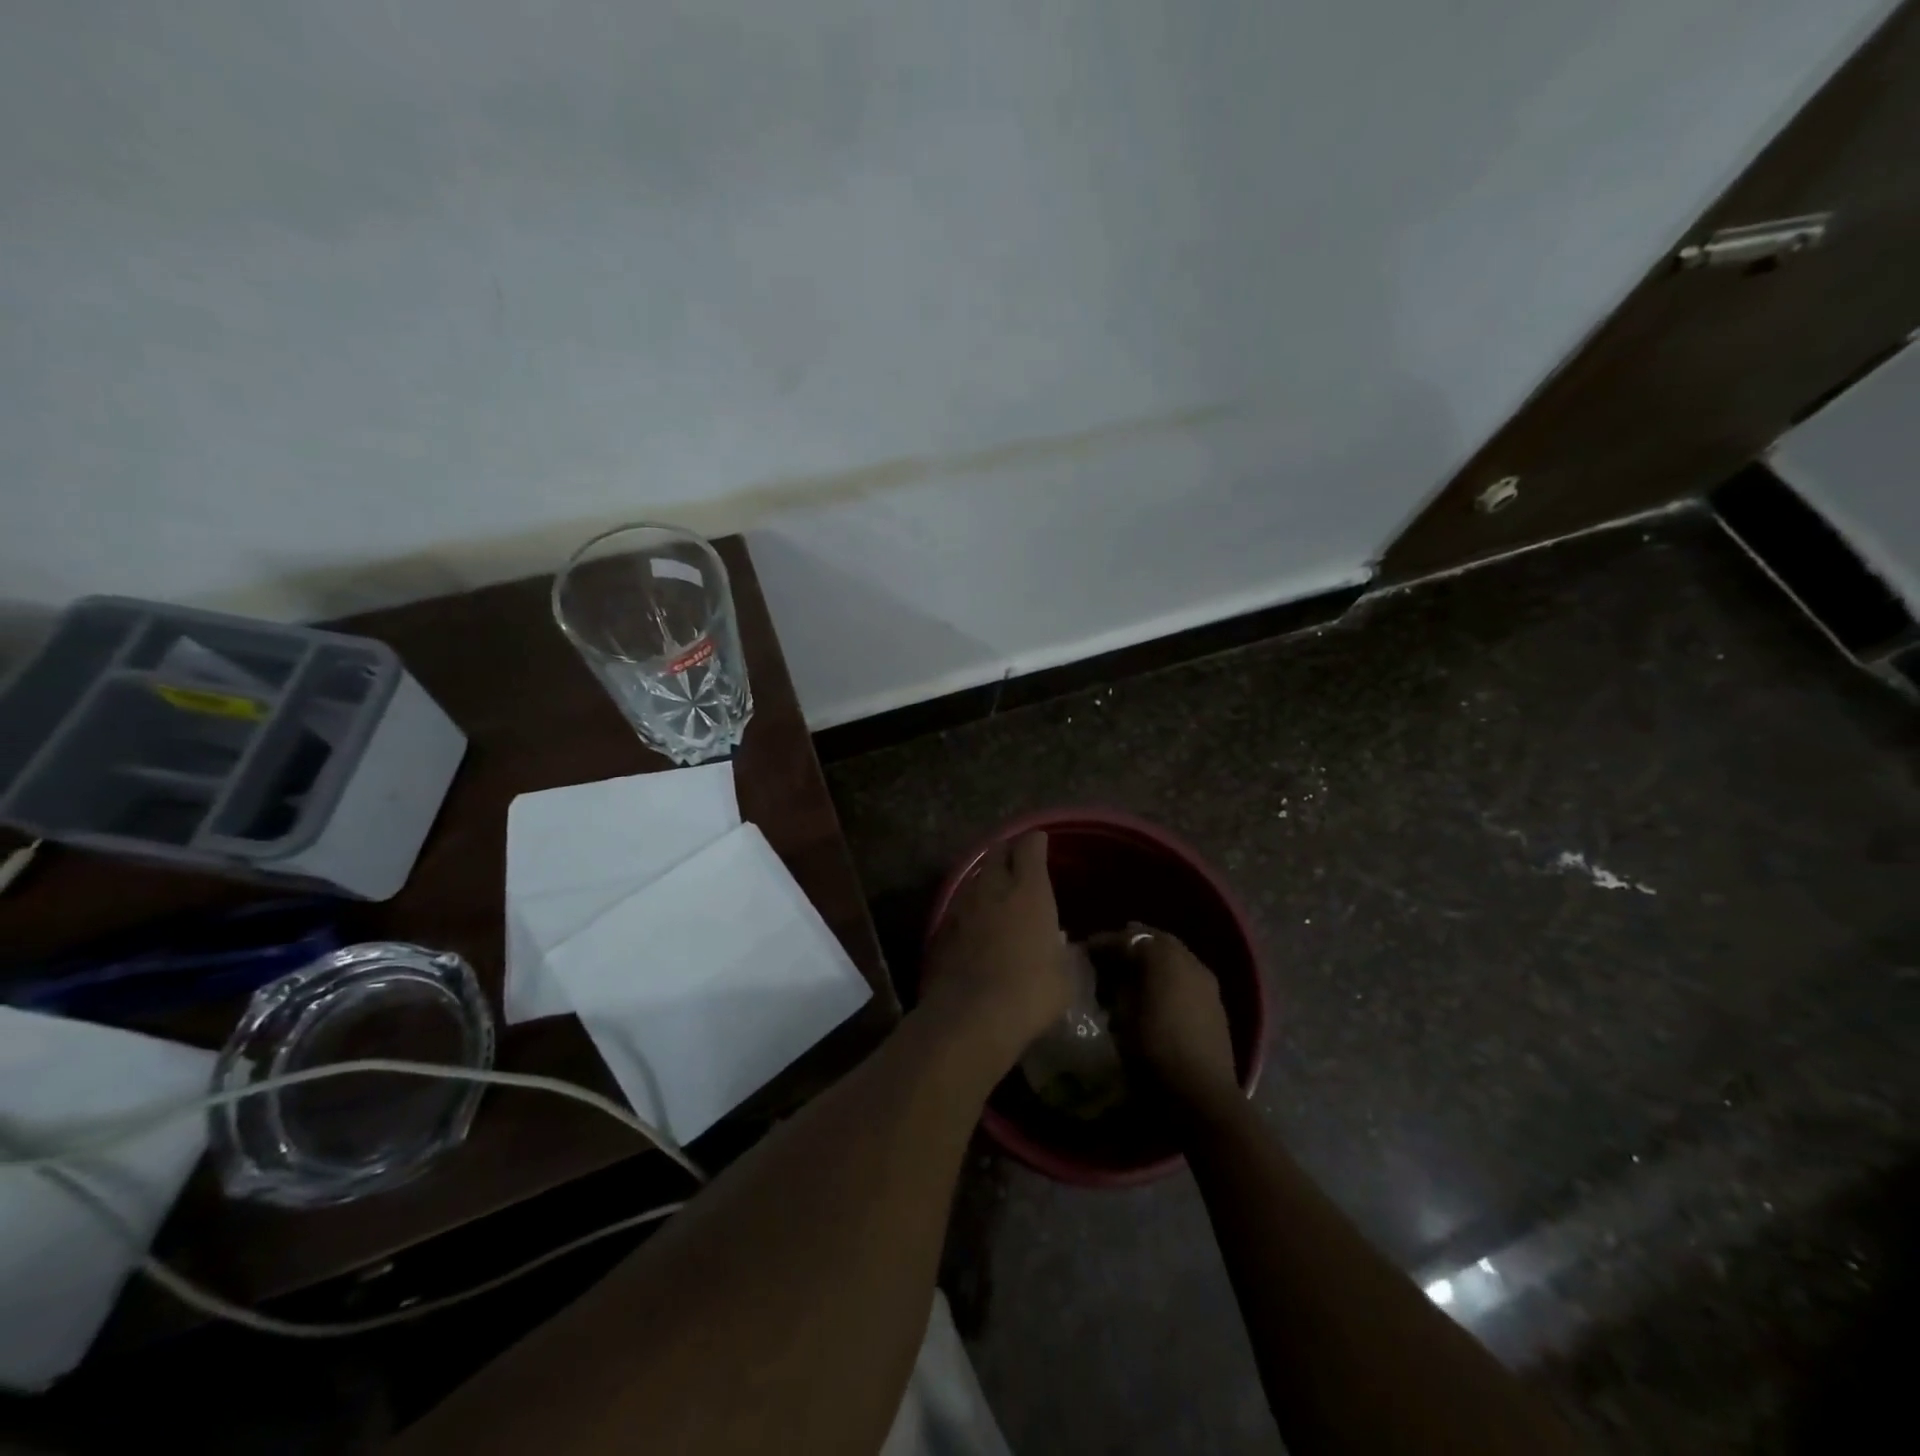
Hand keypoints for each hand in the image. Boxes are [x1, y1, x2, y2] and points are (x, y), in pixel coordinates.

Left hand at [921, 832, 1071, 1062]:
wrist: (970, 1016)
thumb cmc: (1030, 993)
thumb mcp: (1065, 977)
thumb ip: (1065, 953)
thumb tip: (1062, 944)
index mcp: (1029, 890)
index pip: (1030, 846)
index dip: (1037, 841)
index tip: (1041, 841)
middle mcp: (993, 888)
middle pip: (997, 851)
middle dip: (1008, 851)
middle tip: (1019, 862)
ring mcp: (962, 905)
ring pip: (975, 877)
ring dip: (988, 879)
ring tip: (998, 892)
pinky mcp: (941, 928)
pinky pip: (960, 906)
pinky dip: (971, 908)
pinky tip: (977, 924)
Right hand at [1096, 924, 1240, 1118]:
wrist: (1201, 1094)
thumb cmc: (1152, 1050)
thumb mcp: (1122, 1014)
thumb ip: (1115, 984)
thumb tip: (1110, 974)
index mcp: (1163, 958)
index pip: (1128, 938)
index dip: (1103, 943)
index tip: (1084, 952)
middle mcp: (1188, 960)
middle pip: (1154, 940)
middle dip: (1129, 945)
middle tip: (1105, 959)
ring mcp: (1206, 981)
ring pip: (1172, 957)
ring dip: (1150, 961)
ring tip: (1127, 977)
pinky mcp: (1215, 1004)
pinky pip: (1185, 976)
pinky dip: (1167, 977)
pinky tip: (1153, 995)